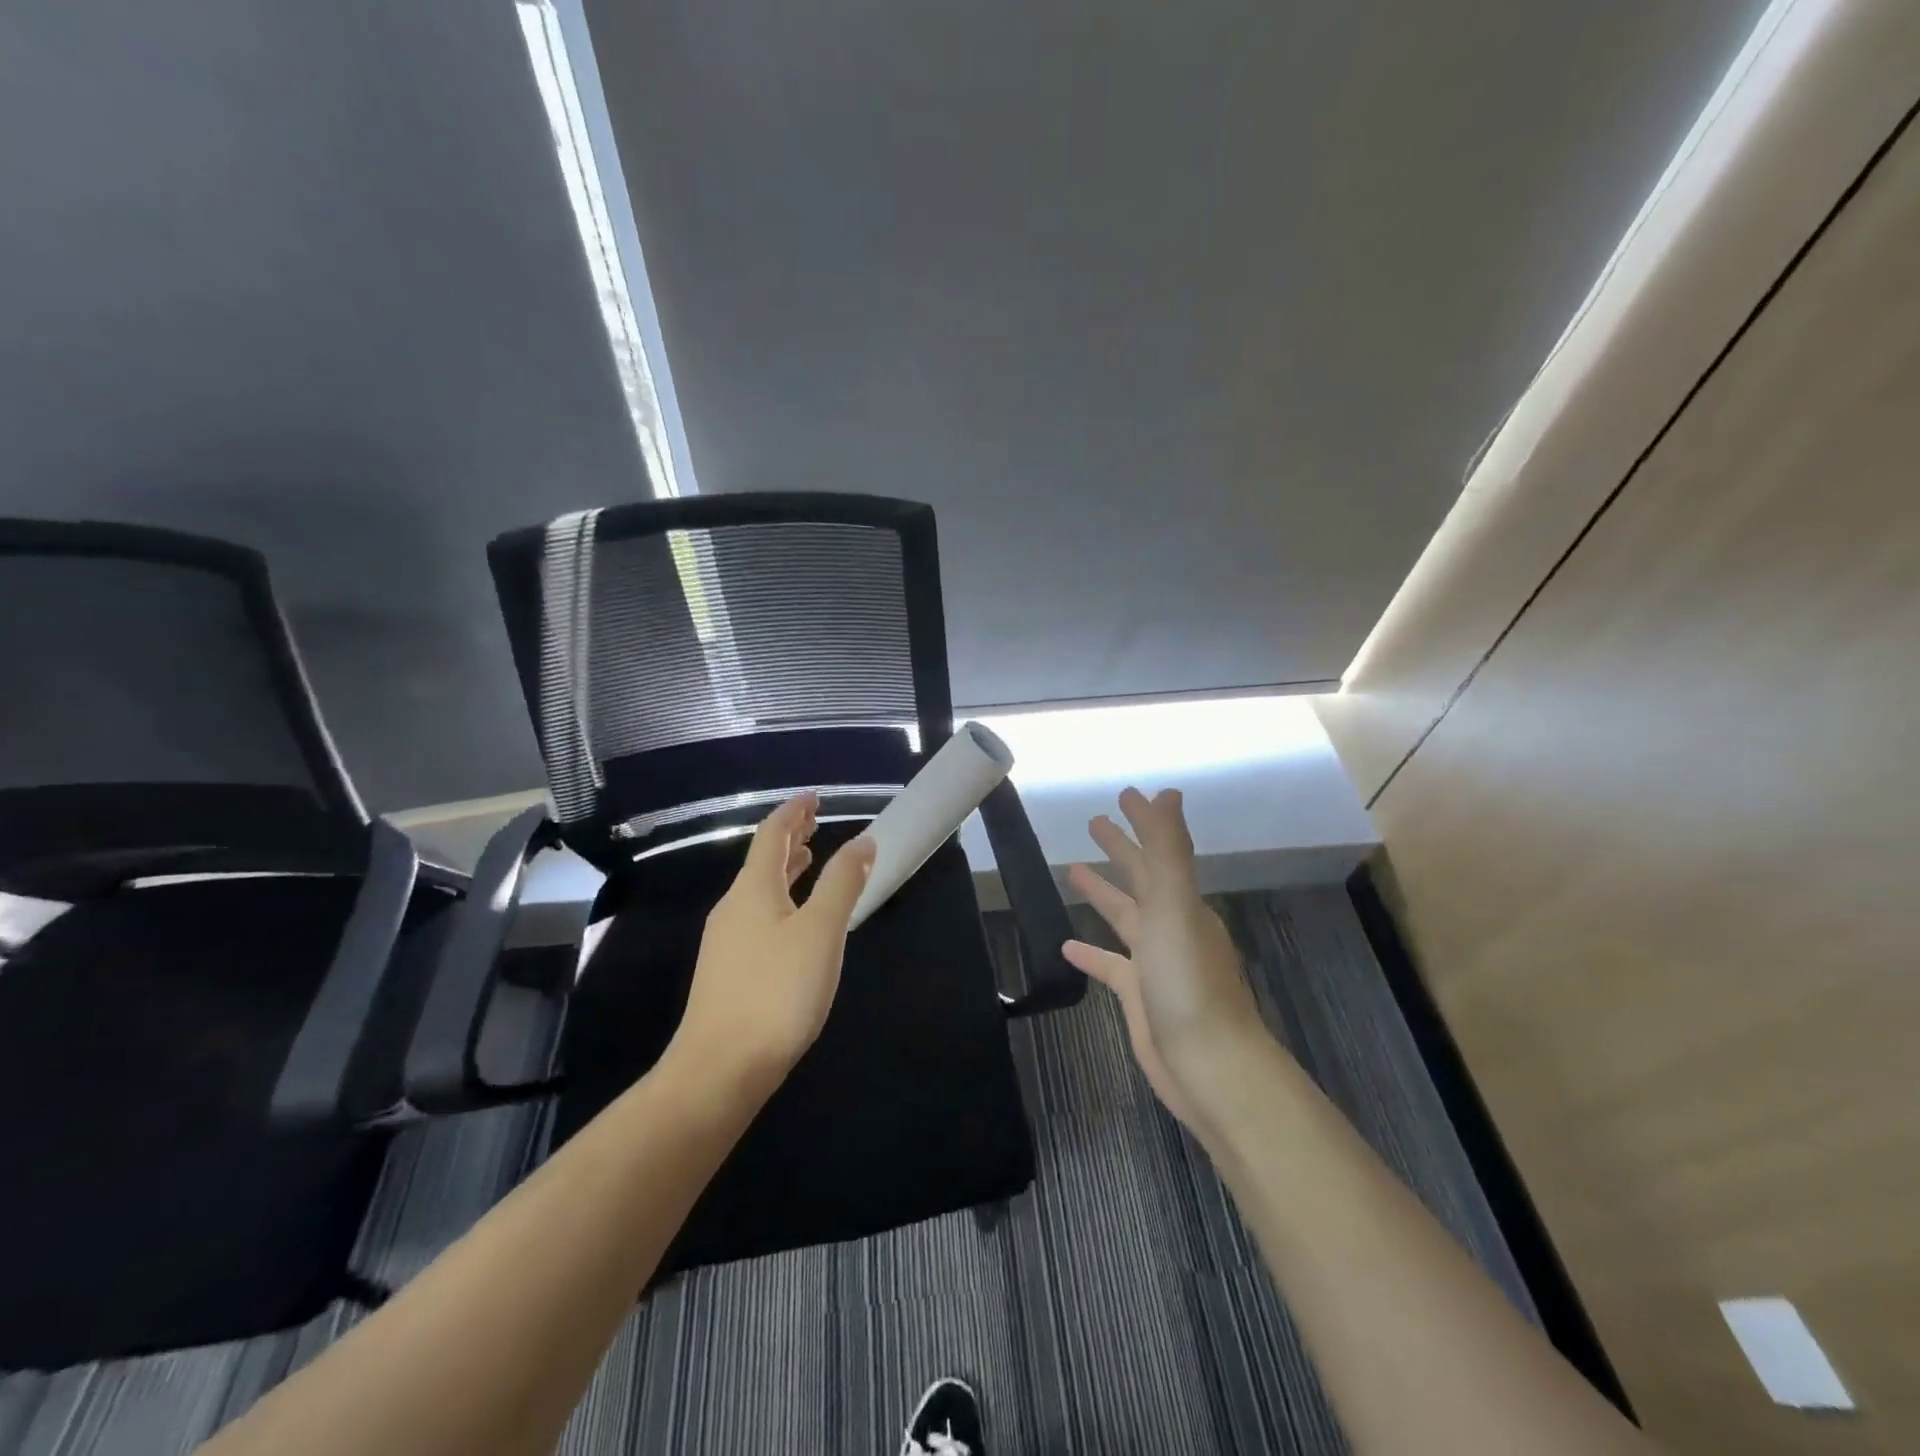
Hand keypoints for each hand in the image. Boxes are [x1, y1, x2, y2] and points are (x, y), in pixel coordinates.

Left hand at [673, 793, 876, 1088]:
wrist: (720, 1070)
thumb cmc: (777, 992)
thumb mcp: (821, 931)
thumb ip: (842, 882)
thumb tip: (863, 840)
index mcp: (754, 889)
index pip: (772, 834)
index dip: (794, 812)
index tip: (815, 797)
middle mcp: (733, 907)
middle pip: (762, 860)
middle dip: (790, 838)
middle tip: (815, 823)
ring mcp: (725, 942)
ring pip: (759, 891)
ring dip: (785, 870)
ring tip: (809, 861)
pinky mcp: (727, 972)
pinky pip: (757, 917)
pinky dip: (780, 900)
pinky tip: (794, 923)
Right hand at [1063, 787, 1270, 1134]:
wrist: (1209, 1067)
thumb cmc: (1189, 982)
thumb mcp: (1176, 907)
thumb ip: (1168, 852)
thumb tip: (1169, 794)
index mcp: (1183, 903)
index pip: (1159, 849)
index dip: (1143, 820)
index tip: (1125, 793)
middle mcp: (1171, 926)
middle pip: (1141, 878)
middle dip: (1121, 848)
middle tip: (1093, 822)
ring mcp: (1155, 962)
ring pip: (1124, 916)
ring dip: (1102, 892)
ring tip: (1072, 869)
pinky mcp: (1139, 996)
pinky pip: (1111, 965)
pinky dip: (1091, 952)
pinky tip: (1066, 945)